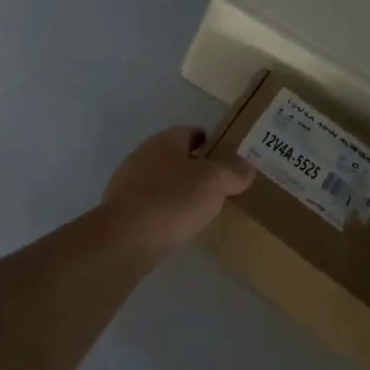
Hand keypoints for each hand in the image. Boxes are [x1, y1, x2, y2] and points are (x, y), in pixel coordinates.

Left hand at [101, 127, 252, 250]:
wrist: (128, 237)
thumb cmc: (174, 199)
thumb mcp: (214, 182)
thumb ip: (233, 172)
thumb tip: (247, 166)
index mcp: (164, 141)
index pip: (191, 132)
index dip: (210, 141)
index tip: (228, 155)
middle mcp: (143, 155)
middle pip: (175, 156)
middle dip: (195, 167)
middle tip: (219, 184)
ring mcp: (128, 182)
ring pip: (162, 180)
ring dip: (179, 190)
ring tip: (202, 207)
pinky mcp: (122, 210)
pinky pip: (151, 204)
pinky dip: (165, 210)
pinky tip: (178, 225)